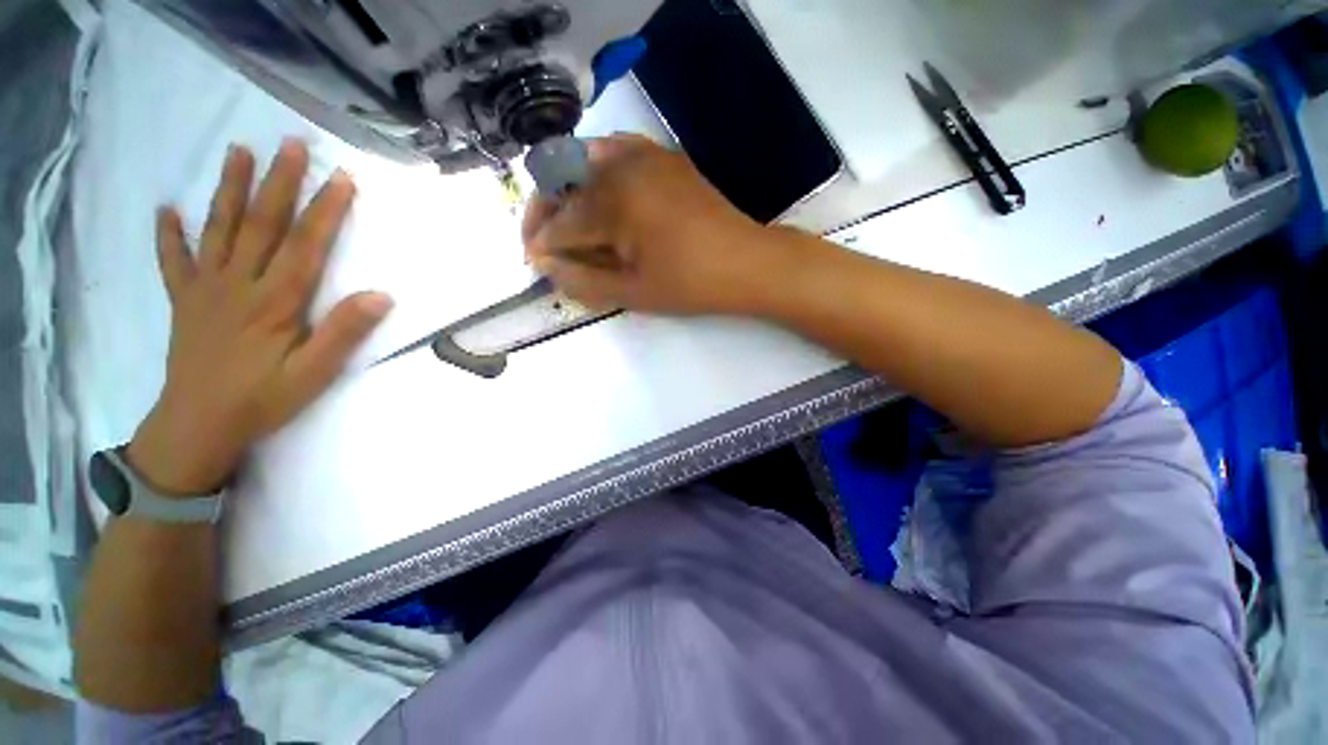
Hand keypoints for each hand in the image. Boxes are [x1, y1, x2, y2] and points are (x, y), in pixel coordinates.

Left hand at [126, 140, 391, 495]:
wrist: (198, 426)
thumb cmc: (263, 399)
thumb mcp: (315, 373)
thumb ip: (344, 332)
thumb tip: (380, 296)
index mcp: (275, 302)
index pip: (305, 245)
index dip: (325, 210)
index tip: (341, 178)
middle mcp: (238, 284)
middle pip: (260, 224)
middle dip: (278, 182)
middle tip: (290, 144)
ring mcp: (206, 289)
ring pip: (218, 229)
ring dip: (228, 189)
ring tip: (237, 152)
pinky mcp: (184, 301)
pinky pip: (173, 262)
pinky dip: (169, 235)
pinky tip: (167, 211)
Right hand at [522, 134, 771, 314]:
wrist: (746, 263)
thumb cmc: (690, 285)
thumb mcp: (633, 293)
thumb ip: (582, 280)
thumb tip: (545, 264)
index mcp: (614, 202)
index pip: (561, 222)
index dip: (542, 244)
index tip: (531, 261)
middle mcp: (623, 165)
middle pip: (564, 185)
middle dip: (545, 214)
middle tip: (541, 242)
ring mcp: (645, 154)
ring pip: (583, 164)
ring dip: (566, 191)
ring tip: (565, 221)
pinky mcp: (662, 156)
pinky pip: (614, 152)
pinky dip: (595, 170)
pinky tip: (595, 193)